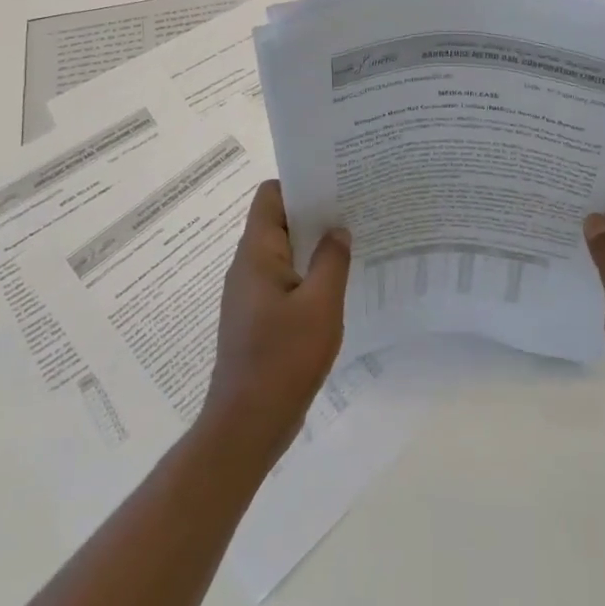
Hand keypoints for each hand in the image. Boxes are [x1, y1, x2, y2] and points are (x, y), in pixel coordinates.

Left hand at [202, 181, 351, 463]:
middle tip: (356, 208)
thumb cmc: (283, 358)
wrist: (248, 424)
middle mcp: (248, 267)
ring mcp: (252, 294)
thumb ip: (332, 261)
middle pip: (279, 221)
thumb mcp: (320, 305)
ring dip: (315, 245)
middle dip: (316, 212)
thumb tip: (338, 229)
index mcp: (256, 254)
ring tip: (355, 241)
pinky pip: (286, 281)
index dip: (301, 183)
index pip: (270, 196)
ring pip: (285, 252)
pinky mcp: (260, 317)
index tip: (337, 182)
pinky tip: (340, 284)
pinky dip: (310, 274)